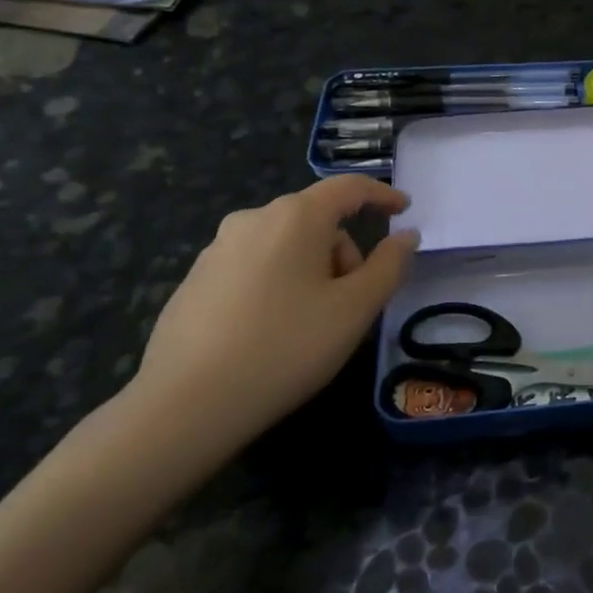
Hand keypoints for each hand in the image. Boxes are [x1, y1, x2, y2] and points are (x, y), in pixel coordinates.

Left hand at [128, 177, 417, 457]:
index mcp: (295, 217)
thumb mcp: (355, 309)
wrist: (186, 405)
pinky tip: (272, 331)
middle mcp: (252, 220)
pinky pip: (253, 267)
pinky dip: (277, 285)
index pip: (348, 188)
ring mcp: (216, 250)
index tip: (404, 209)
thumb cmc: (287, 347)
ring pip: (284, 244)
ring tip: (312, 322)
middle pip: (316, 220)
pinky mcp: (194, 282)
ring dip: (311, 269)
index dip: (381, 194)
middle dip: (344, 251)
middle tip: (354, 301)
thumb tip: (406, 236)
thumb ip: (389, 265)